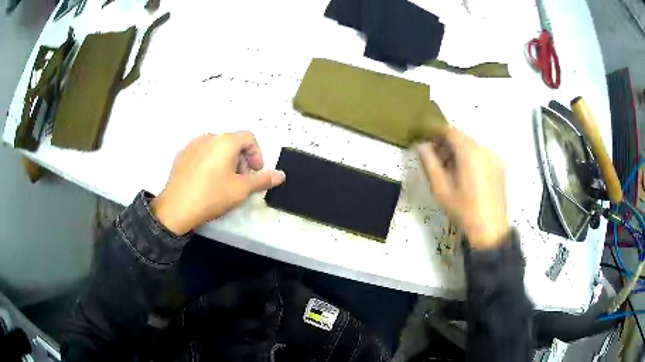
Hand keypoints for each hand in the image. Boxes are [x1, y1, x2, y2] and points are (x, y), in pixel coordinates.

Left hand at [152, 131, 284, 234]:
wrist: (176, 208)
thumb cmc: (212, 196)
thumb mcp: (241, 190)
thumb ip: (262, 180)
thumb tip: (281, 175)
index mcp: (225, 141)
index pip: (249, 137)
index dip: (257, 154)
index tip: (255, 171)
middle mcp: (209, 137)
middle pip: (232, 142)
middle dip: (242, 159)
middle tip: (240, 179)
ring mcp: (193, 145)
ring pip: (217, 147)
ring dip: (226, 160)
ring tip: (223, 181)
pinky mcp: (182, 154)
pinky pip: (202, 152)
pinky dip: (210, 161)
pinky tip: (206, 181)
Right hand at [417, 126, 508, 248]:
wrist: (489, 229)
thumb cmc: (463, 209)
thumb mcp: (440, 189)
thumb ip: (429, 164)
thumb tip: (422, 146)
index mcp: (469, 152)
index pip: (450, 131)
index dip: (436, 132)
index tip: (427, 140)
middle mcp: (483, 149)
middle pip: (462, 138)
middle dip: (447, 144)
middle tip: (436, 160)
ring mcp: (494, 157)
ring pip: (472, 146)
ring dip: (459, 152)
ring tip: (451, 171)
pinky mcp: (500, 166)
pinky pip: (482, 154)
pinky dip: (471, 158)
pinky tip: (466, 176)